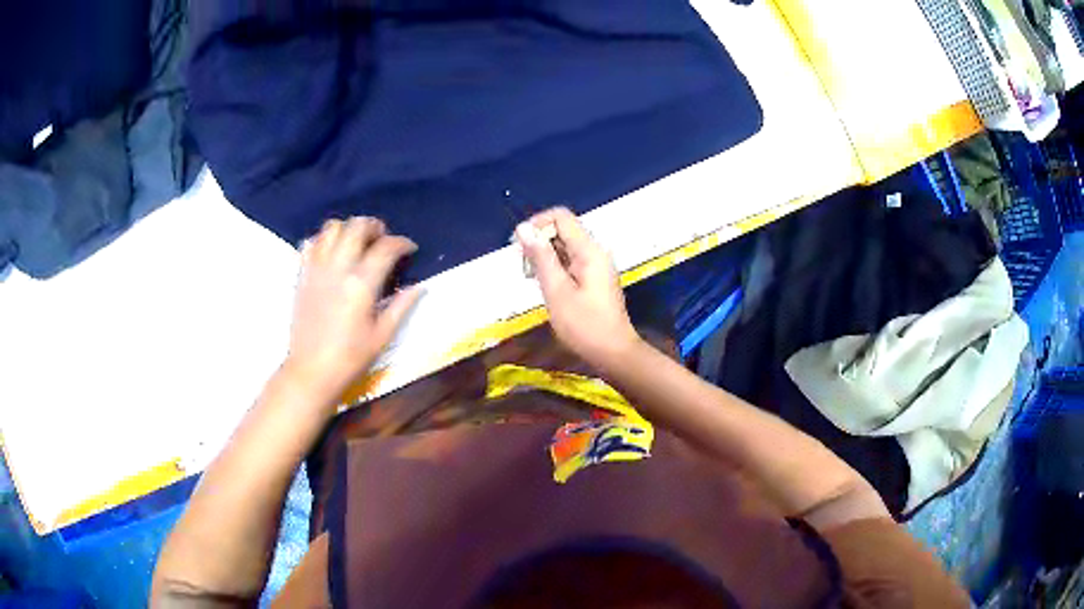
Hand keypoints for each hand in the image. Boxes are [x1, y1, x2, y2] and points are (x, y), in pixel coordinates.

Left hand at [285, 217, 419, 397]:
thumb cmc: (350, 358)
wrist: (311, 371)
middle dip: (375, 226)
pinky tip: (332, 253)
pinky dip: (324, 240)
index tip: (410, 249)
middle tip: (383, 239)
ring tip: (357, 243)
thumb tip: (419, 286)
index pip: (386, 247)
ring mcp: (316, 269)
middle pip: (357, 226)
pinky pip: (311, 243)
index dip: (402, 243)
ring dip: (348, 229)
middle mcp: (338, 268)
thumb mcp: (382, 335)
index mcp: (361, 283)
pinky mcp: (302, 275)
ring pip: (331, 227)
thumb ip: (401, 306)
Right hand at [515, 208, 640, 367]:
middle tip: (524, 268)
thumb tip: (523, 228)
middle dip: (539, 242)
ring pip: (565, 246)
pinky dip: (555, 268)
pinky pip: (571, 261)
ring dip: (545, 256)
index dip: (537, 224)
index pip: (560, 217)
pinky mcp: (594, 278)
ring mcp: (596, 265)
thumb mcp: (556, 291)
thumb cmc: (584, 326)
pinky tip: (546, 286)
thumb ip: (540, 257)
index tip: (518, 246)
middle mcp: (595, 251)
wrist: (613, 353)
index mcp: (589, 250)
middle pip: (562, 230)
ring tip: (532, 279)